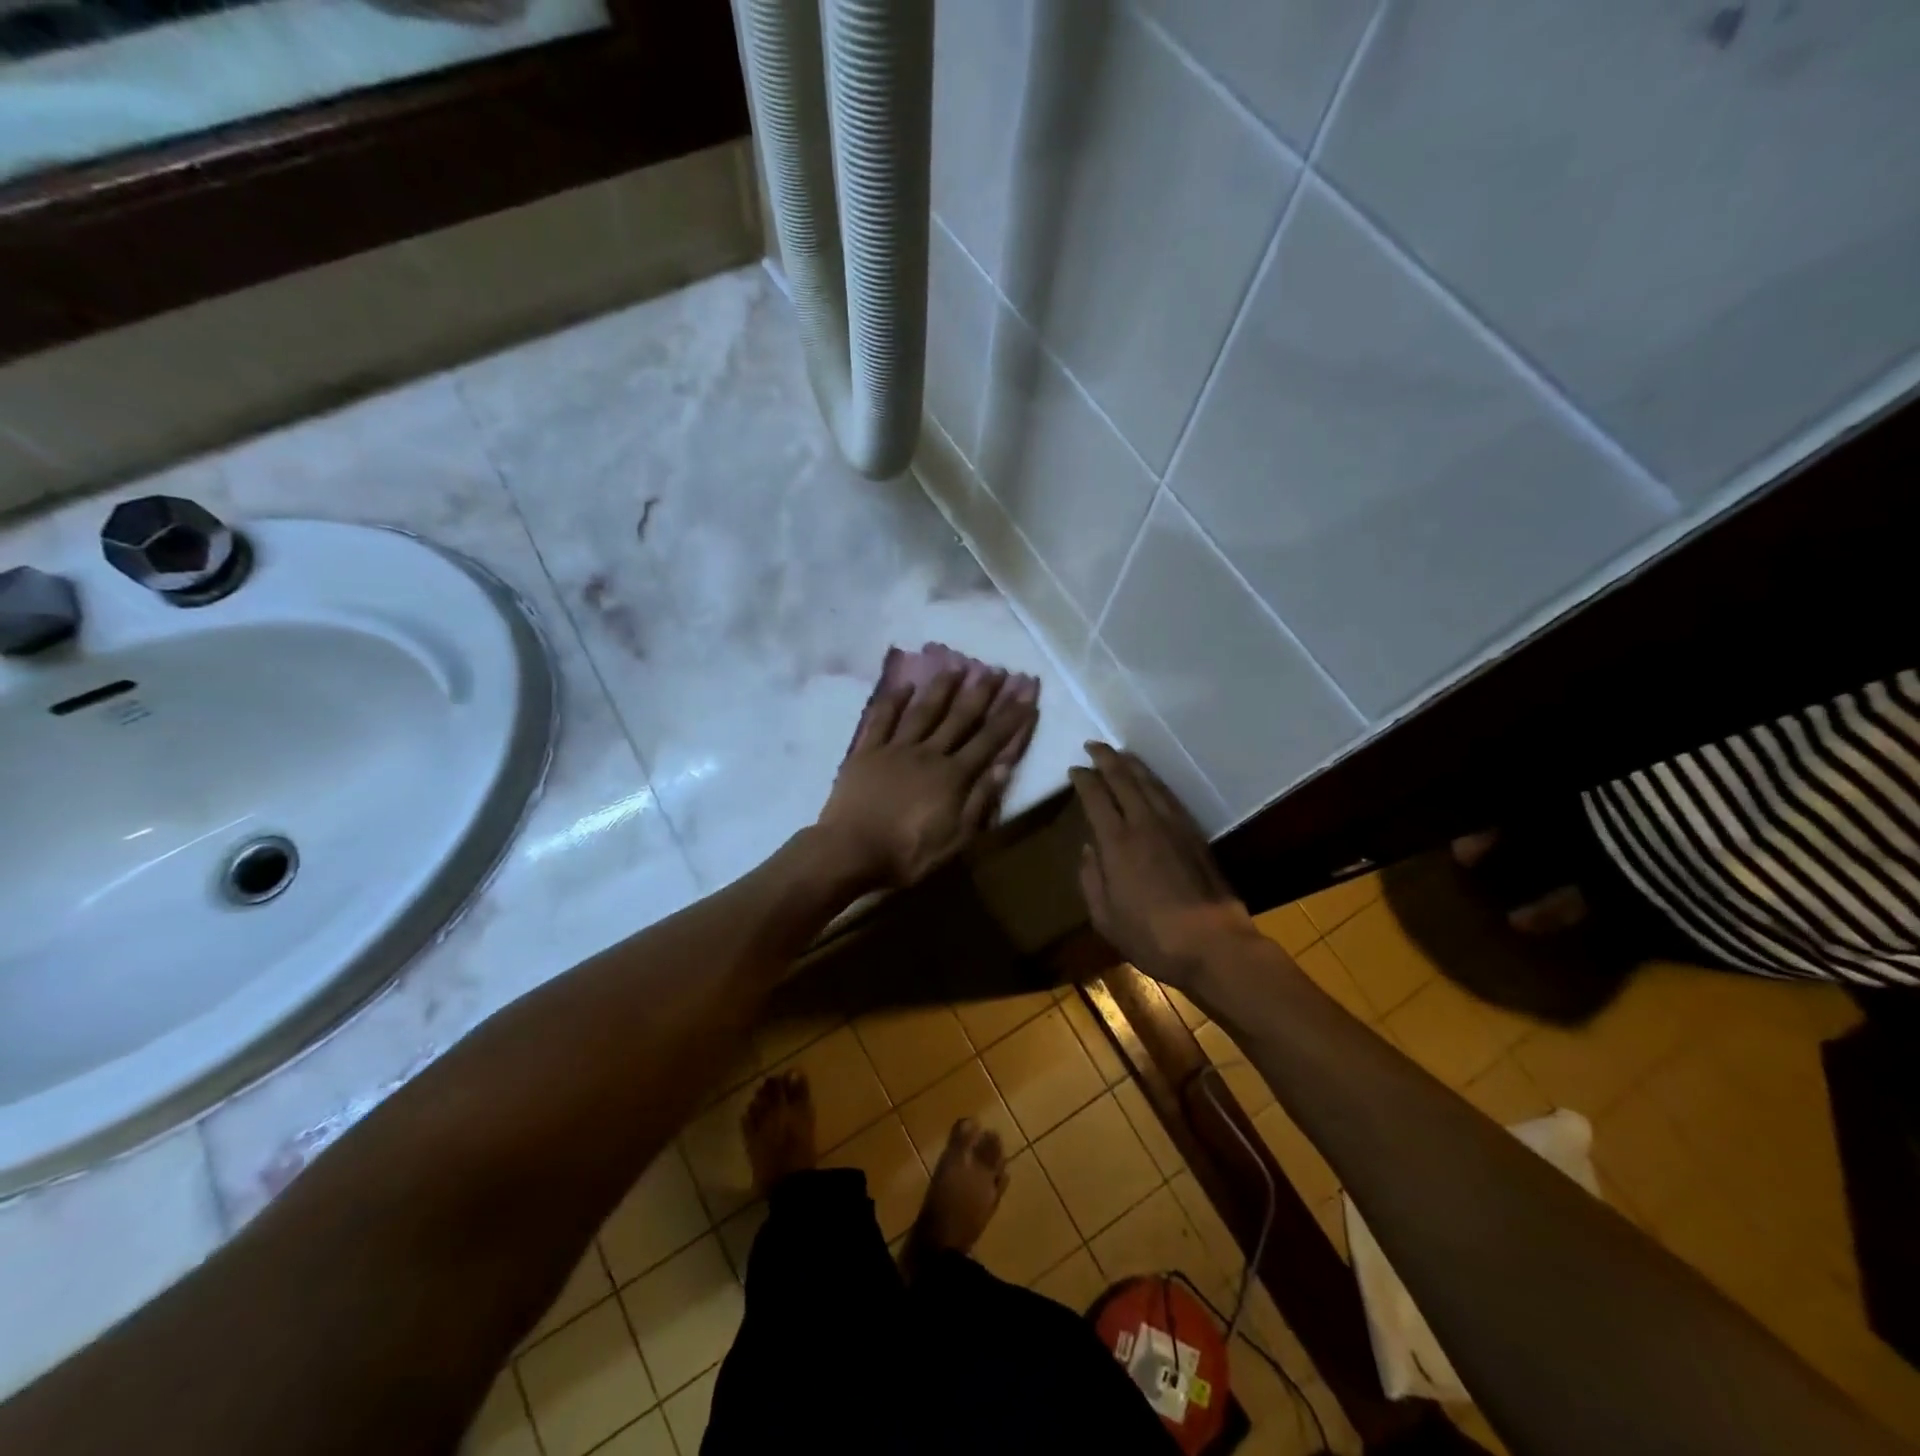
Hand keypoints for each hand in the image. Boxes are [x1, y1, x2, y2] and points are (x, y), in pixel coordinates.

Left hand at [816, 666, 1038, 888]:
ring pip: (924, 711)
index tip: (1025, 695)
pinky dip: (894, 702)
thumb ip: (979, 801)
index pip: (989, 741)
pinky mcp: (867, 752)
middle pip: (959, 718)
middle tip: (997, 670)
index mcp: (952, 776)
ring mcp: (895, 749)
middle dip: (981, 693)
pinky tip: (905, 686)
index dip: (1009, 718)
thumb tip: (1003, 767)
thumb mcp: (955, 839)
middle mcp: (928, 753)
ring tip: (957, 666)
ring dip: (942, 688)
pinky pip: (882, 720)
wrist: (850, 851)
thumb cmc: (907, 853)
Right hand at [1070, 743, 1262, 994]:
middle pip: (1123, 779)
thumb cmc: (1150, 936)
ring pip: (1150, 783)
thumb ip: (1091, 878)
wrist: (1213, 944)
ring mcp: (1174, 826)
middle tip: (1094, 745)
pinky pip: (1170, 796)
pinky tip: (1151, 781)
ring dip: (1133, 764)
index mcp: (1116, 842)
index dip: (1083, 779)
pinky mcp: (1195, 834)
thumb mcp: (1104, 916)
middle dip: (1106, 758)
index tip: (1074, 769)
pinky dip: (1155, 782)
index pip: (1095, 796)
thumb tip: (1088, 849)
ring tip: (1121, 754)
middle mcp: (1144, 824)